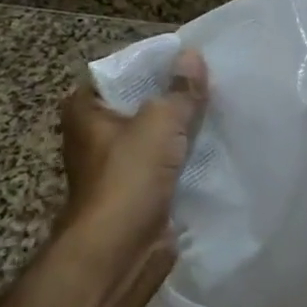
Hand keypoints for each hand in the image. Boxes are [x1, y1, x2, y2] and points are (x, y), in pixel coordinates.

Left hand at [54, 49, 208, 303]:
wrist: (120, 252)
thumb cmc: (128, 176)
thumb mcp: (161, 121)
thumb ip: (180, 89)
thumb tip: (192, 55)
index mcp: (86, 111)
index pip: (119, 72)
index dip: (151, 63)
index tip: (187, 56)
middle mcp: (96, 135)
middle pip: (141, 103)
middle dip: (173, 95)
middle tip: (212, 79)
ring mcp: (118, 166)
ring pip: (156, 135)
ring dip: (182, 127)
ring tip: (220, 107)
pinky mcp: (139, 192)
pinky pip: (167, 163)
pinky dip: (186, 156)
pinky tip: (216, 143)